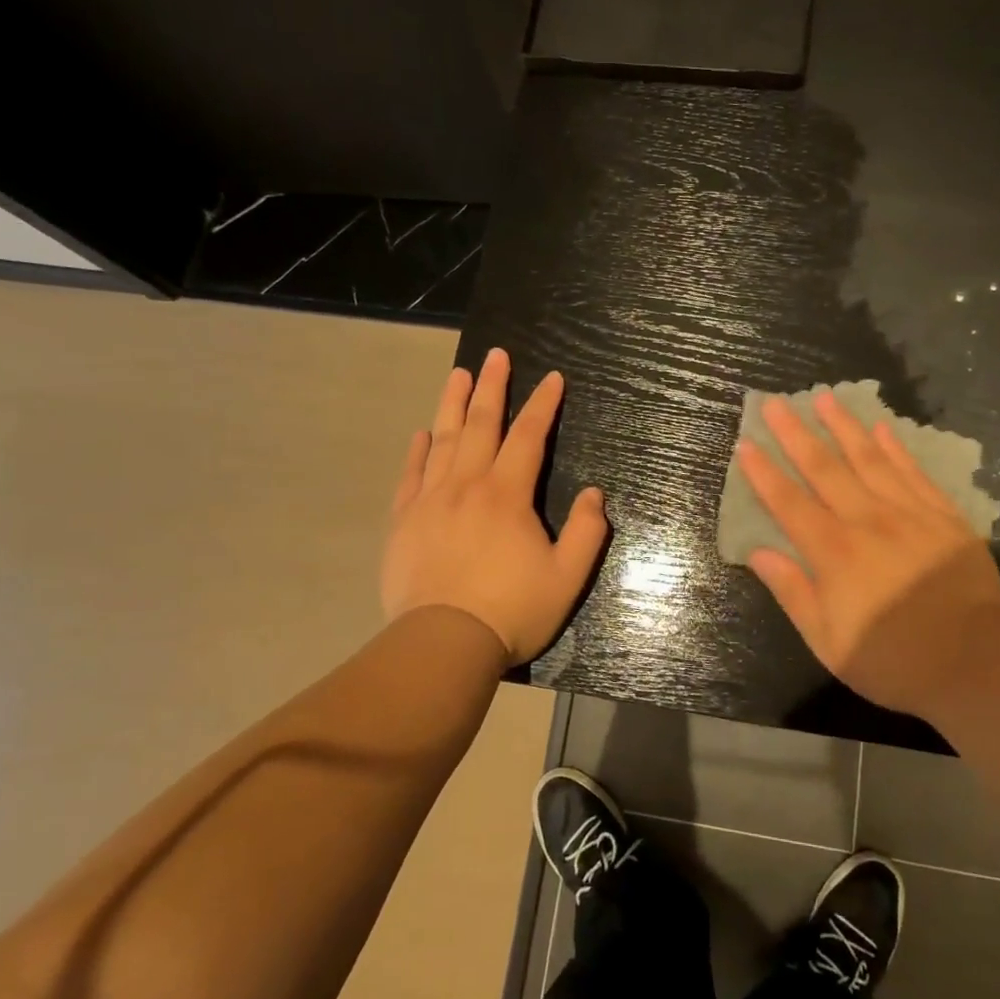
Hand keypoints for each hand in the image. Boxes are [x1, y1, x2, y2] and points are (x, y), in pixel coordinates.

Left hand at [382, 348, 607, 664]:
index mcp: (507, 495)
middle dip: (493, 387)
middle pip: (481, 424)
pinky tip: (422, 434)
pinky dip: (417, 451)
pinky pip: (411, 476)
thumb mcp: (567, 577)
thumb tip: (595, 494)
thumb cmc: (512, 610)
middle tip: (497, 355)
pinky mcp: (404, 522)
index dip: (543, 404)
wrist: (443, 644)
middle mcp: (467, 485)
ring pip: (443, 440)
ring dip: (453, 404)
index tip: (553, 378)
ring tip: (459, 374)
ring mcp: (430, 501)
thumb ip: (587, 532)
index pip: (528, 436)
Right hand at [737, 392, 999, 715]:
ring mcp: (909, 514)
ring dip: (844, 427)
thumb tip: (758, 553)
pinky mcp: (943, 517)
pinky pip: (914, 473)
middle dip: (796, 434)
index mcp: (834, 553)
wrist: (978, 662)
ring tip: (825, 397)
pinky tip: (882, 429)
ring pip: (869, 460)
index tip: (746, 444)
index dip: (764, 473)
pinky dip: (896, 449)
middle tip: (776, 403)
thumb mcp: (829, 642)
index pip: (789, 503)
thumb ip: (793, 592)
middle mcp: (867, 521)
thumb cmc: (895, 659)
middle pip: (825, 469)